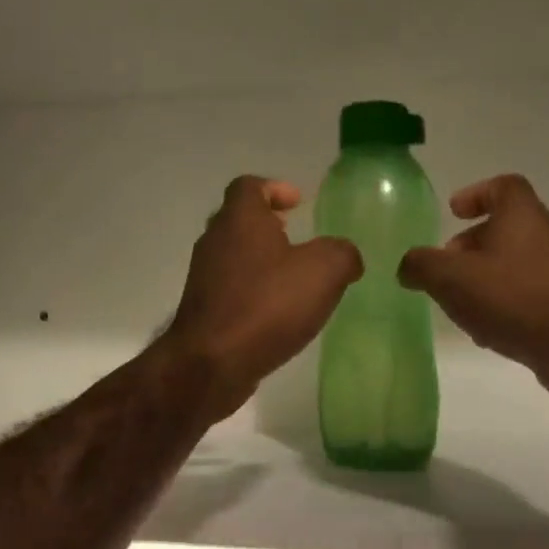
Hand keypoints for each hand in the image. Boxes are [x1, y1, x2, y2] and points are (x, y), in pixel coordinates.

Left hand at [159, 176, 362, 421]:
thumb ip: (342, 254)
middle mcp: (215, 241)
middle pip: (239, 219)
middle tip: (296, 236)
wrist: (212, 363)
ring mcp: (204, 276)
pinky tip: (277, 312)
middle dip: (268, 225)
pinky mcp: (203, 309)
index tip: (298, 203)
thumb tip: (346, 256)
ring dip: (261, 260)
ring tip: (293, 278)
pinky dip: (253, 290)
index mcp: (240, 220)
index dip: (275, 188)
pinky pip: (231, 287)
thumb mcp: (324, 271)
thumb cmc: (267, 305)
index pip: (249, 186)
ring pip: (234, 255)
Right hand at [398, 175, 548, 391]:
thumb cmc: (512, 298)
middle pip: (510, 225)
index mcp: (524, 215)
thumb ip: (421, 265)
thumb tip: (408, 265)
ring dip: (492, 274)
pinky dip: (512, 298)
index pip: (503, 186)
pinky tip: (494, 327)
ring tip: (467, 302)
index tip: (454, 213)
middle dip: (475, 243)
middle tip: (450, 266)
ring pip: (522, 259)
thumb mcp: (450, 278)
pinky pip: (537, 288)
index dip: (475, 195)